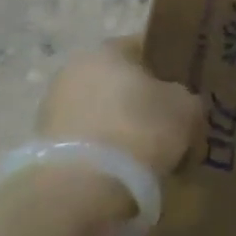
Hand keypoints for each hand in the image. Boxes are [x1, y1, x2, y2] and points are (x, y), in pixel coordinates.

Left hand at [36, 37, 203, 177]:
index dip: (171, 65)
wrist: (81, 188)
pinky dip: (107, 150)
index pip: (146, 46)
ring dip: (124, 125)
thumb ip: (186, 97)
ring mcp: (54, 108)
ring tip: (152, 151)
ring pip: (104, 111)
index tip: (190, 86)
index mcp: (108, 50)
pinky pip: (90, 140)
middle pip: (122, 80)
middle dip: (145, 99)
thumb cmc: (139, 130)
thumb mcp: (186, 108)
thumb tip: (179, 102)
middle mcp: (74, 70)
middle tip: (174, 121)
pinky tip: (127, 169)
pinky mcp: (45, 145)